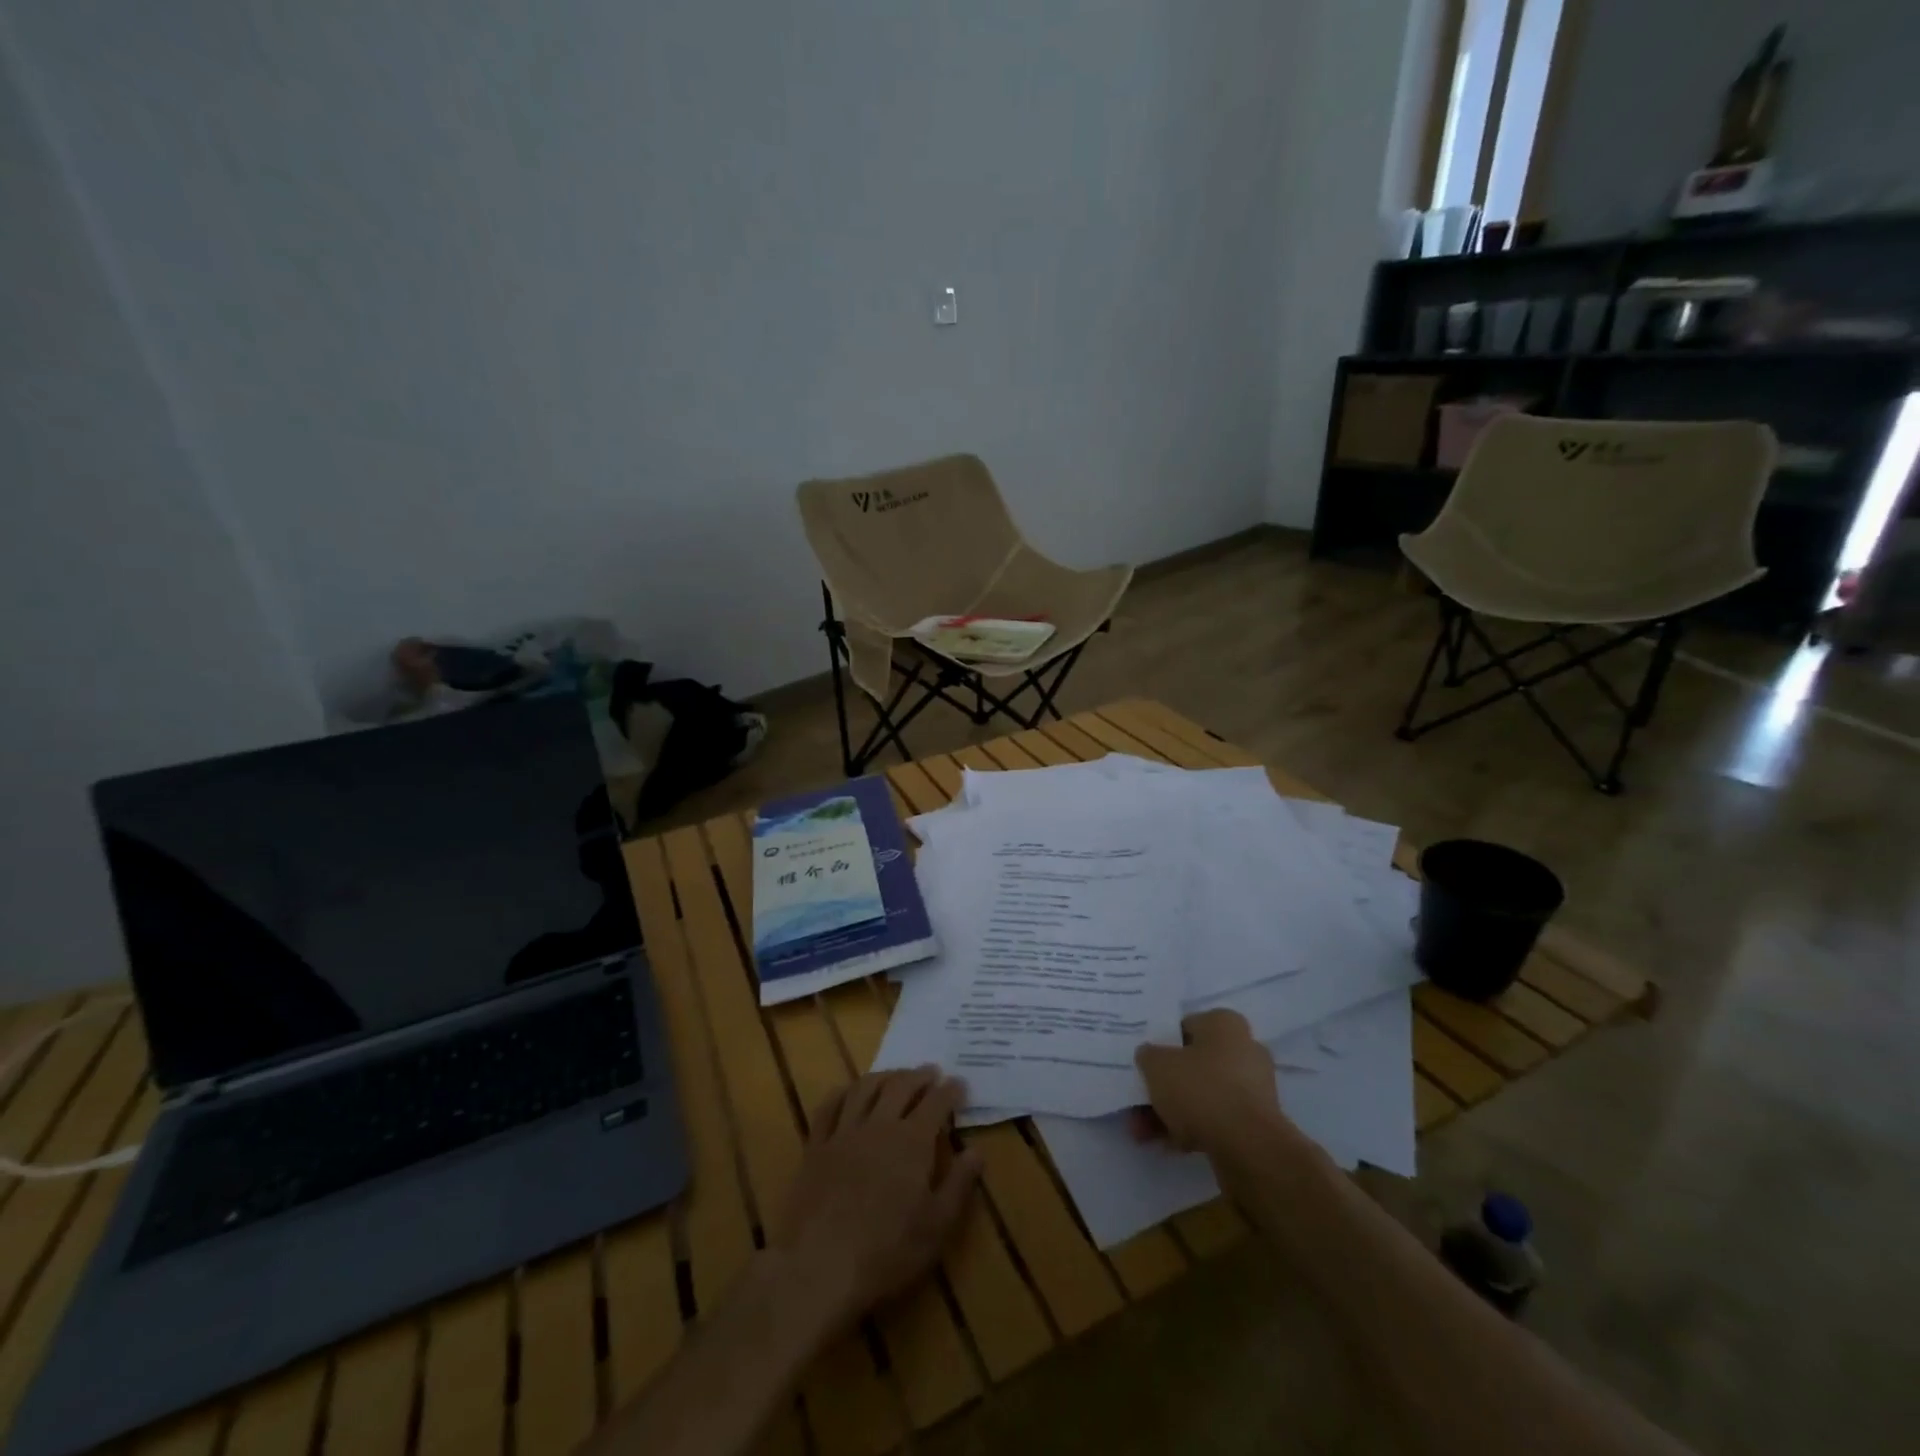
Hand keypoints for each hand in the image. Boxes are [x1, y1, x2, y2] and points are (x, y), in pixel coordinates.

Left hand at [771, 1068, 982, 1334]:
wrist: (819, 1266)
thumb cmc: (887, 1251)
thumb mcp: (936, 1226)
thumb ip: (959, 1184)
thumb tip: (977, 1151)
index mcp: (912, 1141)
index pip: (936, 1102)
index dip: (950, 1090)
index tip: (960, 1083)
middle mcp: (879, 1125)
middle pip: (901, 1086)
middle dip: (919, 1076)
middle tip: (931, 1073)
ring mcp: (844, 1132)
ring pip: (865, 1088)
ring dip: (884, 1076)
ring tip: (895, 1075)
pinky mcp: (816, 1146)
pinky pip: (829, 1106)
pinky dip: (843, 1092)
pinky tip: (849, 1092)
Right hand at [1134, 1009, 1290, 1151]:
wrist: (1248, 1147)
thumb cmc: (1200, 1089)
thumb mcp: (1157, 1064)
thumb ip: (1148, 1056)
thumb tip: (1151, 1057)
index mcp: (1225, 1024)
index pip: (1185, 1027)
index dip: (1162, 1046)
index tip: (1145, 1066)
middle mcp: (1245, 1050)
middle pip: (1193, 1065)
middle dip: (1164, 1087)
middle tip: (1139, 1104)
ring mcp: (1254, 1088)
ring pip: (1203, 1095)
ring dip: (1171, 1111)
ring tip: (1143, 1133)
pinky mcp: (1257, 1122)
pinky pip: (1217, 1118)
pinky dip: (1192, 1128)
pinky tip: (1167, 1145)